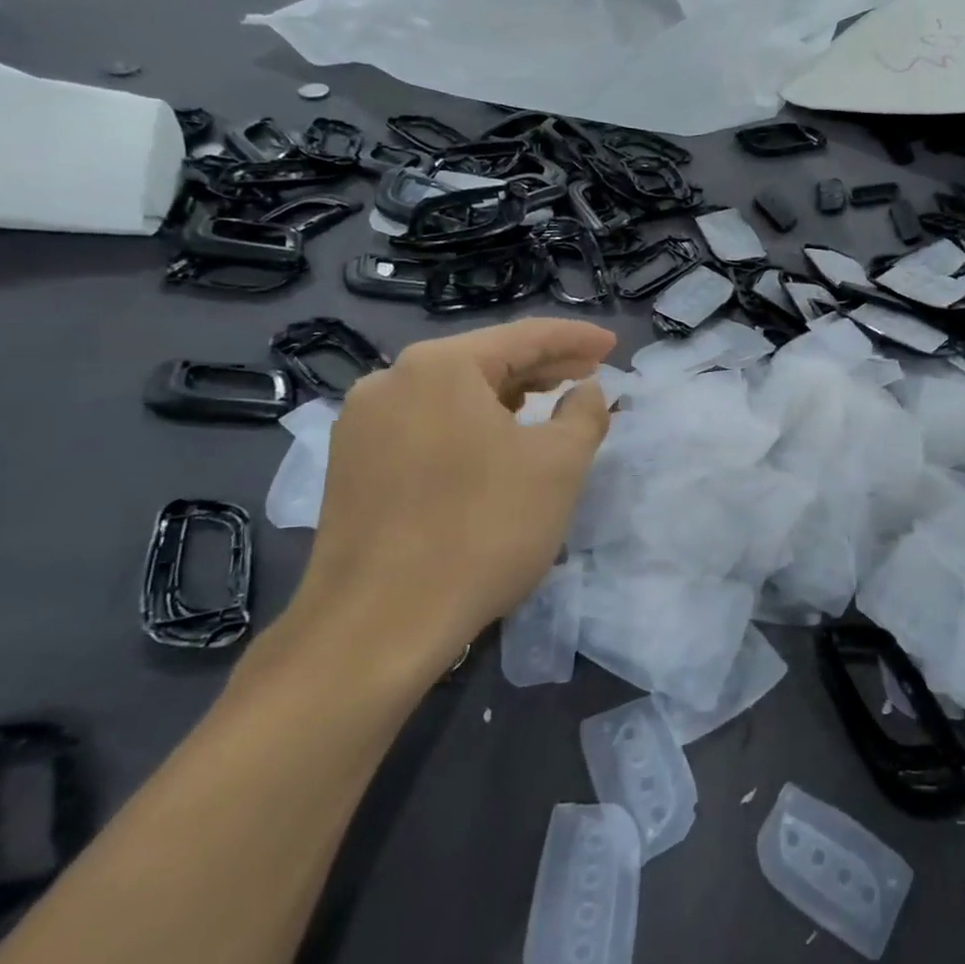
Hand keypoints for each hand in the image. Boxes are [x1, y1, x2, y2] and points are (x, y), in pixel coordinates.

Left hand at [274, 318, 614, 688]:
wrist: (377, 627)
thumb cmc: (482, 530)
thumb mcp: (558, 466)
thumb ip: (585, 414)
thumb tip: (587, 392)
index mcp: (439, 366)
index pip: (524, 336)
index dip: (576, 339)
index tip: (612, 346)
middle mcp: (391, 382)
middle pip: (485, 361)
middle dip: (542, 368)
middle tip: (589, 375)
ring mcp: (362, 426)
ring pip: (453, 396)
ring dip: (507, 398)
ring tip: (547, 407)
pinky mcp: (352, 468)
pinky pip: (427, 427)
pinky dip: (471, 427)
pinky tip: (495, 447)